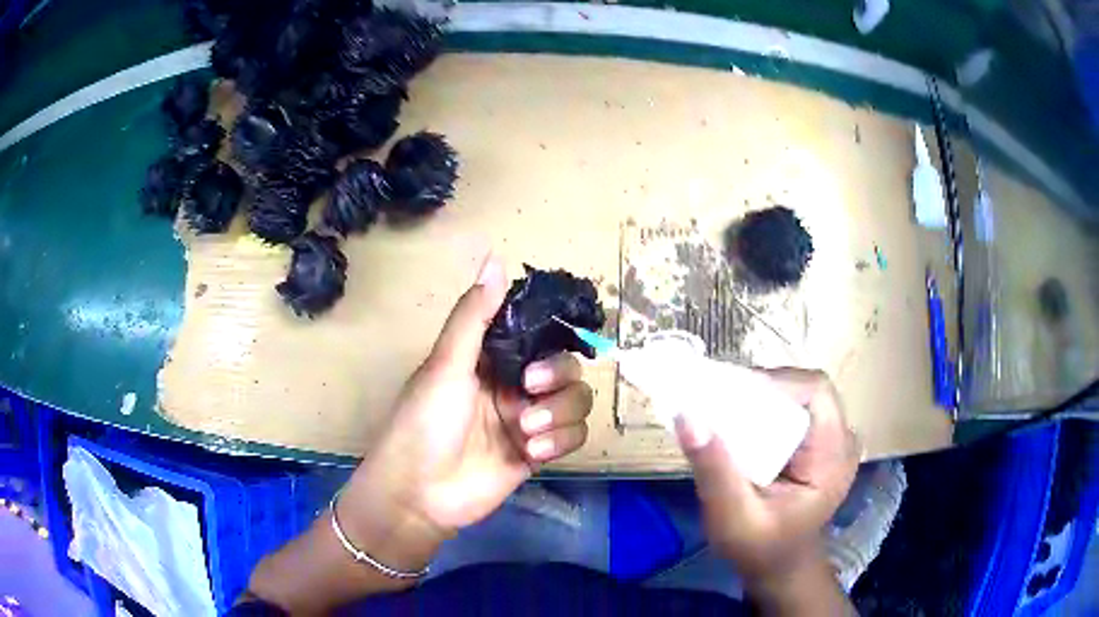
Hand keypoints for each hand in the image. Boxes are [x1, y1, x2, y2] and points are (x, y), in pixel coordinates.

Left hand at [343, 254, 593, 535]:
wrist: (420, 493)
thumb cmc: (425, 422)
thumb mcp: (445, 365)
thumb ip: (474, 316)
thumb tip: (495, 258)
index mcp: (491, 359)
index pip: (538, 334)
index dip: (553, 333)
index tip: (555, 336)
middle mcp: (514, 385)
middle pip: (566, 367)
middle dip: (558, 377)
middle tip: (531, 389)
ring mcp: (528, 420)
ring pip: (576, 401)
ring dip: (560, 413)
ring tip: (527, 430)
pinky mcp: (538, 452)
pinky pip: (574, 436)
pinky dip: (561, 440)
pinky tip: (533, 452)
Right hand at [676, 368, 858, 600]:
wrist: (779, 567)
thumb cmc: (760, 547)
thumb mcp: (733, 518)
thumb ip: (715, 471)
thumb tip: (687, 416)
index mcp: (833, 456)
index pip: (815, 391)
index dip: (776, 382)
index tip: (731, 394)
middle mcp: (841, 439)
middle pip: (806, 388)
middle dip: (763, 389)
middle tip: (719, 402)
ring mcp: (832, 439)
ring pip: (799, 395)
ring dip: (762, 398)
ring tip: (724, 410)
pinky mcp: (818, 442)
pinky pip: (795, 409)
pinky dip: (765, 410)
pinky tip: (740, 425)